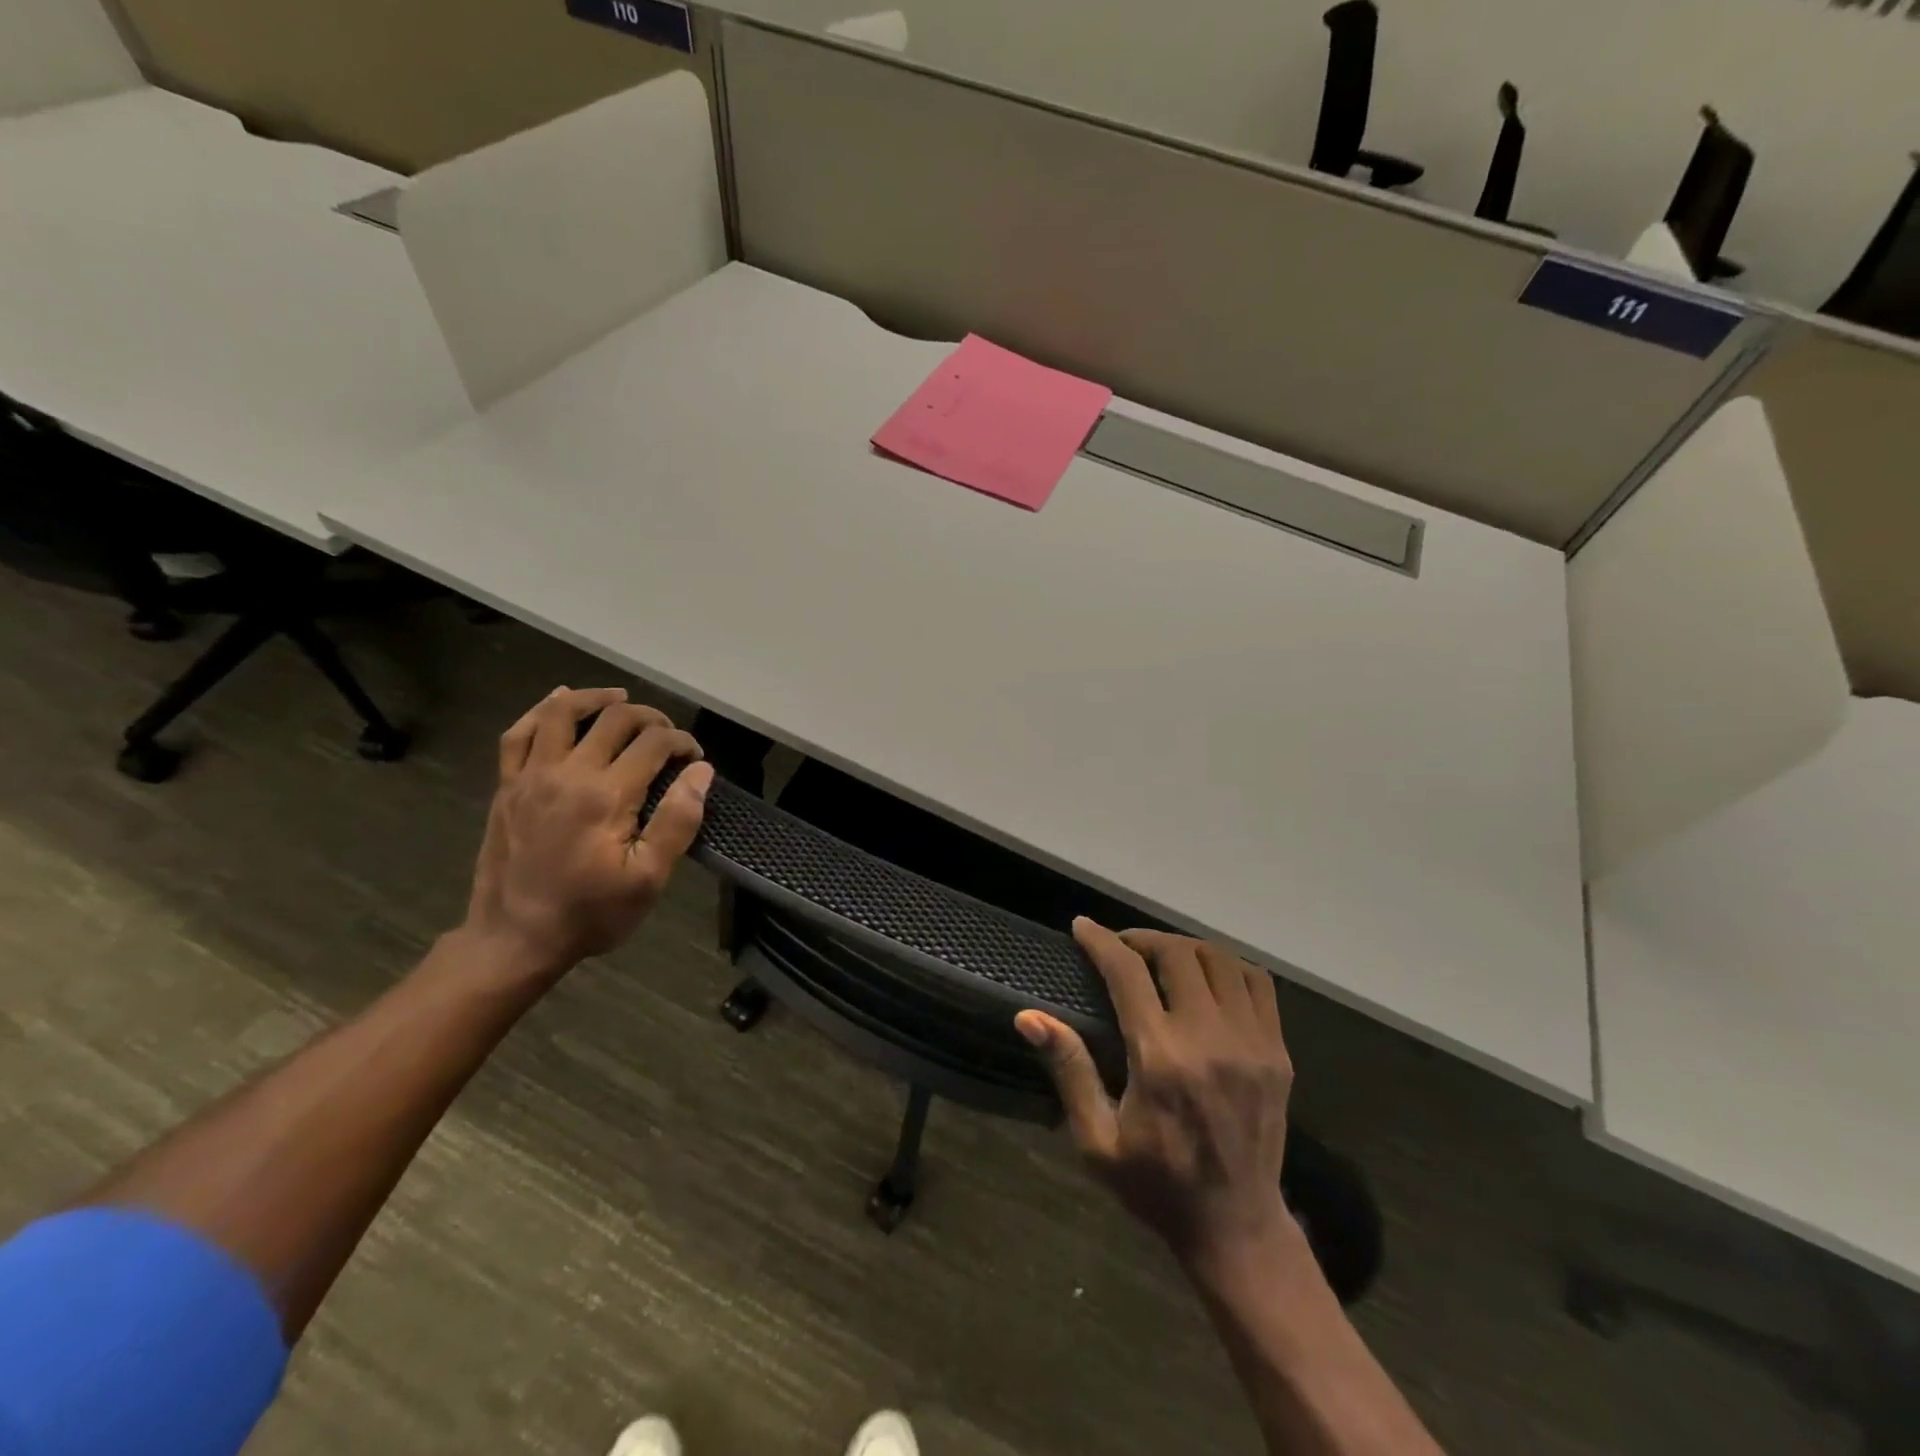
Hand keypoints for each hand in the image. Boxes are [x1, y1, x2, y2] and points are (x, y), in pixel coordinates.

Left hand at [464, 687, 712, 978]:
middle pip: (615, 719)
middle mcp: (568, 773)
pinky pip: (518, 733)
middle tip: (669, 738)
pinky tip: (559, 700)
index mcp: (607, 795)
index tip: (696, 760)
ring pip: (562, 713)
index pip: (654, 743)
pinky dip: (540, 710)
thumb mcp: (649, 878)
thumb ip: (678, 820)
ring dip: (597, 698)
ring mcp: (531, 776)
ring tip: (622, 699)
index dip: (683, 743)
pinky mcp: (507, 786)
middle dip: (651, 719)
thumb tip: (701, 772)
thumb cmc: (591, 913)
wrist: (515, 940)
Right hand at [1017, 922, 1293, 1268]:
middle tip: (1120, 947)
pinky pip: (1256, 982)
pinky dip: (1226, 965)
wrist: (1236, 1226)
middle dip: (1141, 938)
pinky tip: (1205, 975)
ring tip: (1159, 956)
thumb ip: (1069, 1069)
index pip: (1127, 973)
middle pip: (1176, 954)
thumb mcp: (1097, 1139)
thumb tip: (1028, 1017)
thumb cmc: (1156, 1184)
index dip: (1101, 941)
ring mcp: (1252, 1043)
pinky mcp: (1278, 1052)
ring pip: (1218, 959)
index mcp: (1161, 1060)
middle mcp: (1210, 1040)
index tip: (1082, 928)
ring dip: (1183, 947)